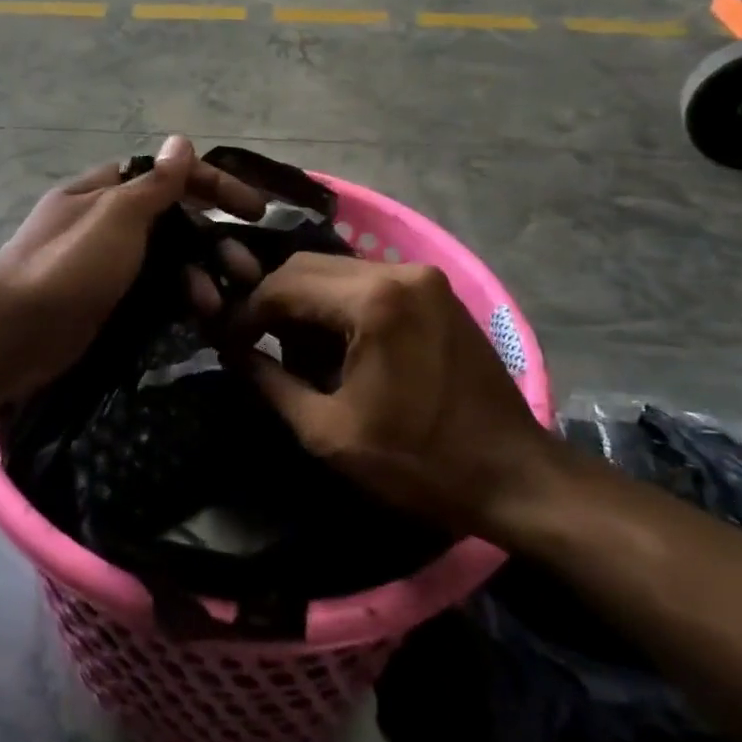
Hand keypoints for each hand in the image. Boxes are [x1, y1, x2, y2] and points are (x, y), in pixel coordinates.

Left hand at [0, 136, 265, 398]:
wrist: (11, 333)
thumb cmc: (68, 263)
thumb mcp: (116, 215)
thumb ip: (155, 183)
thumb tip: (182, 140)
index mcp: (105, 192)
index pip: (169, 176)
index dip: (214, 185)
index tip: (255, 210)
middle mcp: (107, 224)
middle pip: (173, 222)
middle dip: (214, 242)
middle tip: (248, 271)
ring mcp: (106, 267)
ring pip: (166, 263)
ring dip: (199, 277)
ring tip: (221, 304)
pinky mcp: (107, 304)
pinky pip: (153, 295)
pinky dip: (178, 302)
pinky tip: (200, 319)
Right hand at [234, 253, 556, 538]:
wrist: (514, 475)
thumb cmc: (418, 461)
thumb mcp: (328, 432)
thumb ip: (271, 382)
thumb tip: (233, 352)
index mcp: (372, 301)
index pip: (283, 285)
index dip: (247, 312)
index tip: (227, 341)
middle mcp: (398, 271)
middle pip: (308, 266)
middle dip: (274, 301)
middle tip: (255, 342)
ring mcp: (423, 277)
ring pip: (338, 270)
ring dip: (307, 301)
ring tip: (293, 347)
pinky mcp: (437, 290)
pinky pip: (369, 281)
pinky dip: (340, 302)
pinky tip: (334, 341)